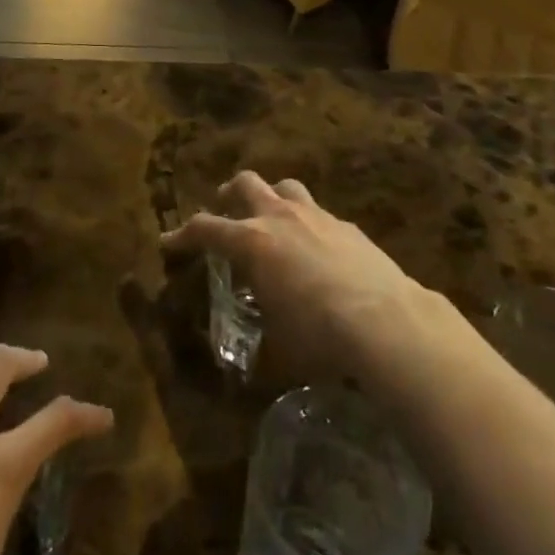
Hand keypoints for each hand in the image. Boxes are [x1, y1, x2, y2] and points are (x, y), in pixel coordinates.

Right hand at [160, 170, 431, 376]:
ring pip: (284, 186)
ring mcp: (316, 215)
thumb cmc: (319, 336)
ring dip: (270, 197)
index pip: (205, 228)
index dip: (182, 236)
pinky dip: (307, 223)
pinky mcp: (347, 225)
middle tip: (224, 211)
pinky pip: (319, 212)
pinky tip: (316, 249)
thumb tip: (246, 370)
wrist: (385, 321)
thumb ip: (256, 350)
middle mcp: (279, 217)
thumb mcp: (277, 351)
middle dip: (229, 195)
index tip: (169, 243)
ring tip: (269, 217)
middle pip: (245, 184)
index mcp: (252, 242)